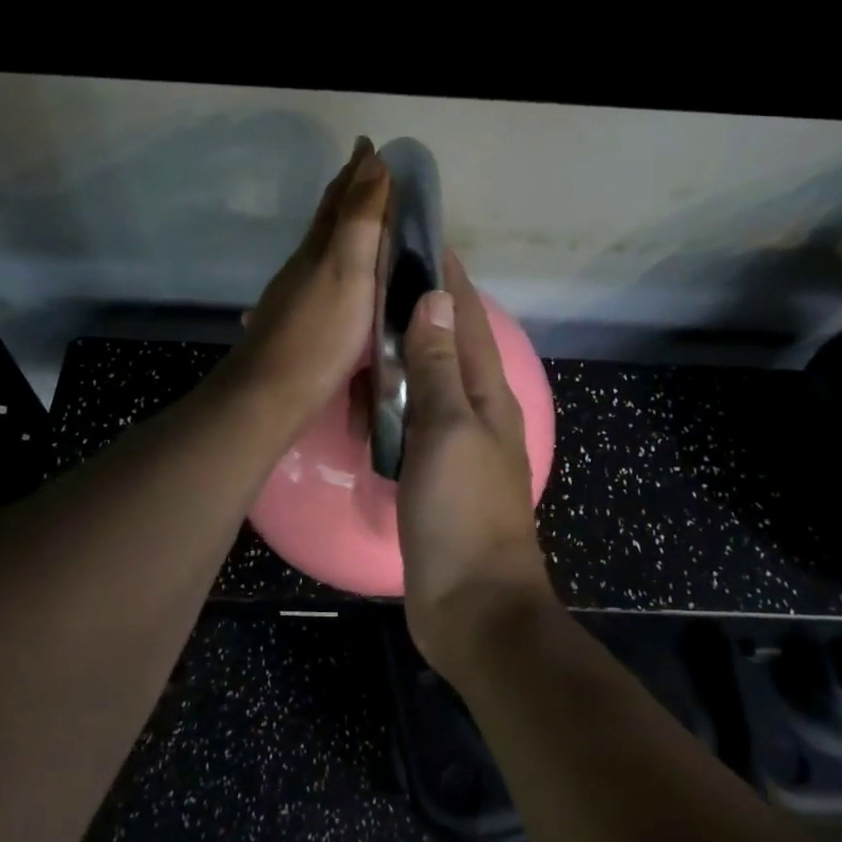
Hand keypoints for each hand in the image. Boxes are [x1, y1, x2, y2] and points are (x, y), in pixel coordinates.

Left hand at [225, 137, 389, 433]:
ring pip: (325, 249)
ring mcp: (299, 296)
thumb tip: (373, 162)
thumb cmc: (317, 334)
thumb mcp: (347, 272)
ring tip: (365, 220)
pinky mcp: (301, 325)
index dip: (357, 172)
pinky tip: (344, 280)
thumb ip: (360, 220)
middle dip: (348, 192)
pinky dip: (341, 264)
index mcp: (319, 249)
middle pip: (328, 220)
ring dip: (345, 228)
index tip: (370, 146)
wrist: (270, 396)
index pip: (340, 199)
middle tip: (368, 172)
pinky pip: (326, 279)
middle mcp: (305, 265)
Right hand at [396, 253, 553, 675]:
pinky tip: (356, 396)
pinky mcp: (430, 471)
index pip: (468, 315)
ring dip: (393, 355)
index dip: (446, 274)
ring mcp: (452, 442)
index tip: (416, 235)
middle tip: (365, 280)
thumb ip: (440, 365)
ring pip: (421, 380)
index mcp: (489, 392)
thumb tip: (435, 298)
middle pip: (444, 342)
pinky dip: (384, 402)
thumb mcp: (449, 430)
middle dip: (412, 307)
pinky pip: (406, 421)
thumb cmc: (462, 513)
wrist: (472, 607)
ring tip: (353, 329)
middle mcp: (475, 408)